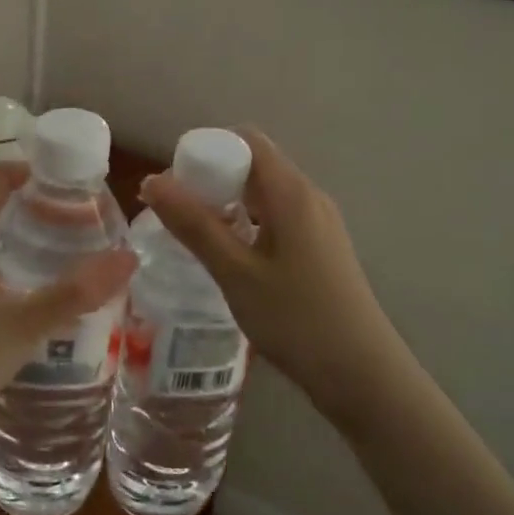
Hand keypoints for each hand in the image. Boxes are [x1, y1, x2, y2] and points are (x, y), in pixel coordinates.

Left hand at [0, 162, 136, 466]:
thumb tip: (129, 257)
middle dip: (42, 212)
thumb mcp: (23, 324)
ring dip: (30, 246)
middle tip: (90, 223)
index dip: (37, 172)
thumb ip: (76, 292)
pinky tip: (44, 300)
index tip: (80, 184)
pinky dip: (15, 275)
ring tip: (77, 257)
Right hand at [139, 129, 409, 424]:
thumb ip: (193, 225)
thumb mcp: (235, 272)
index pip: (247, 140)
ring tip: (194, 235)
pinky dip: (247, 224)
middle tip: (176, 212)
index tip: (176, 181)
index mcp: (291, 192)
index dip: (208, 149)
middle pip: (255, 165)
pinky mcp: (321, 248)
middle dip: (212, 179)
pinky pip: (277, 218)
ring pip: (265, 195)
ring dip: (228, 204)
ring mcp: (319, 223)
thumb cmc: (295, 318)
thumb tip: (151, 181)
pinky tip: (229, 256)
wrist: (361, 374)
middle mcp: (309, 197)